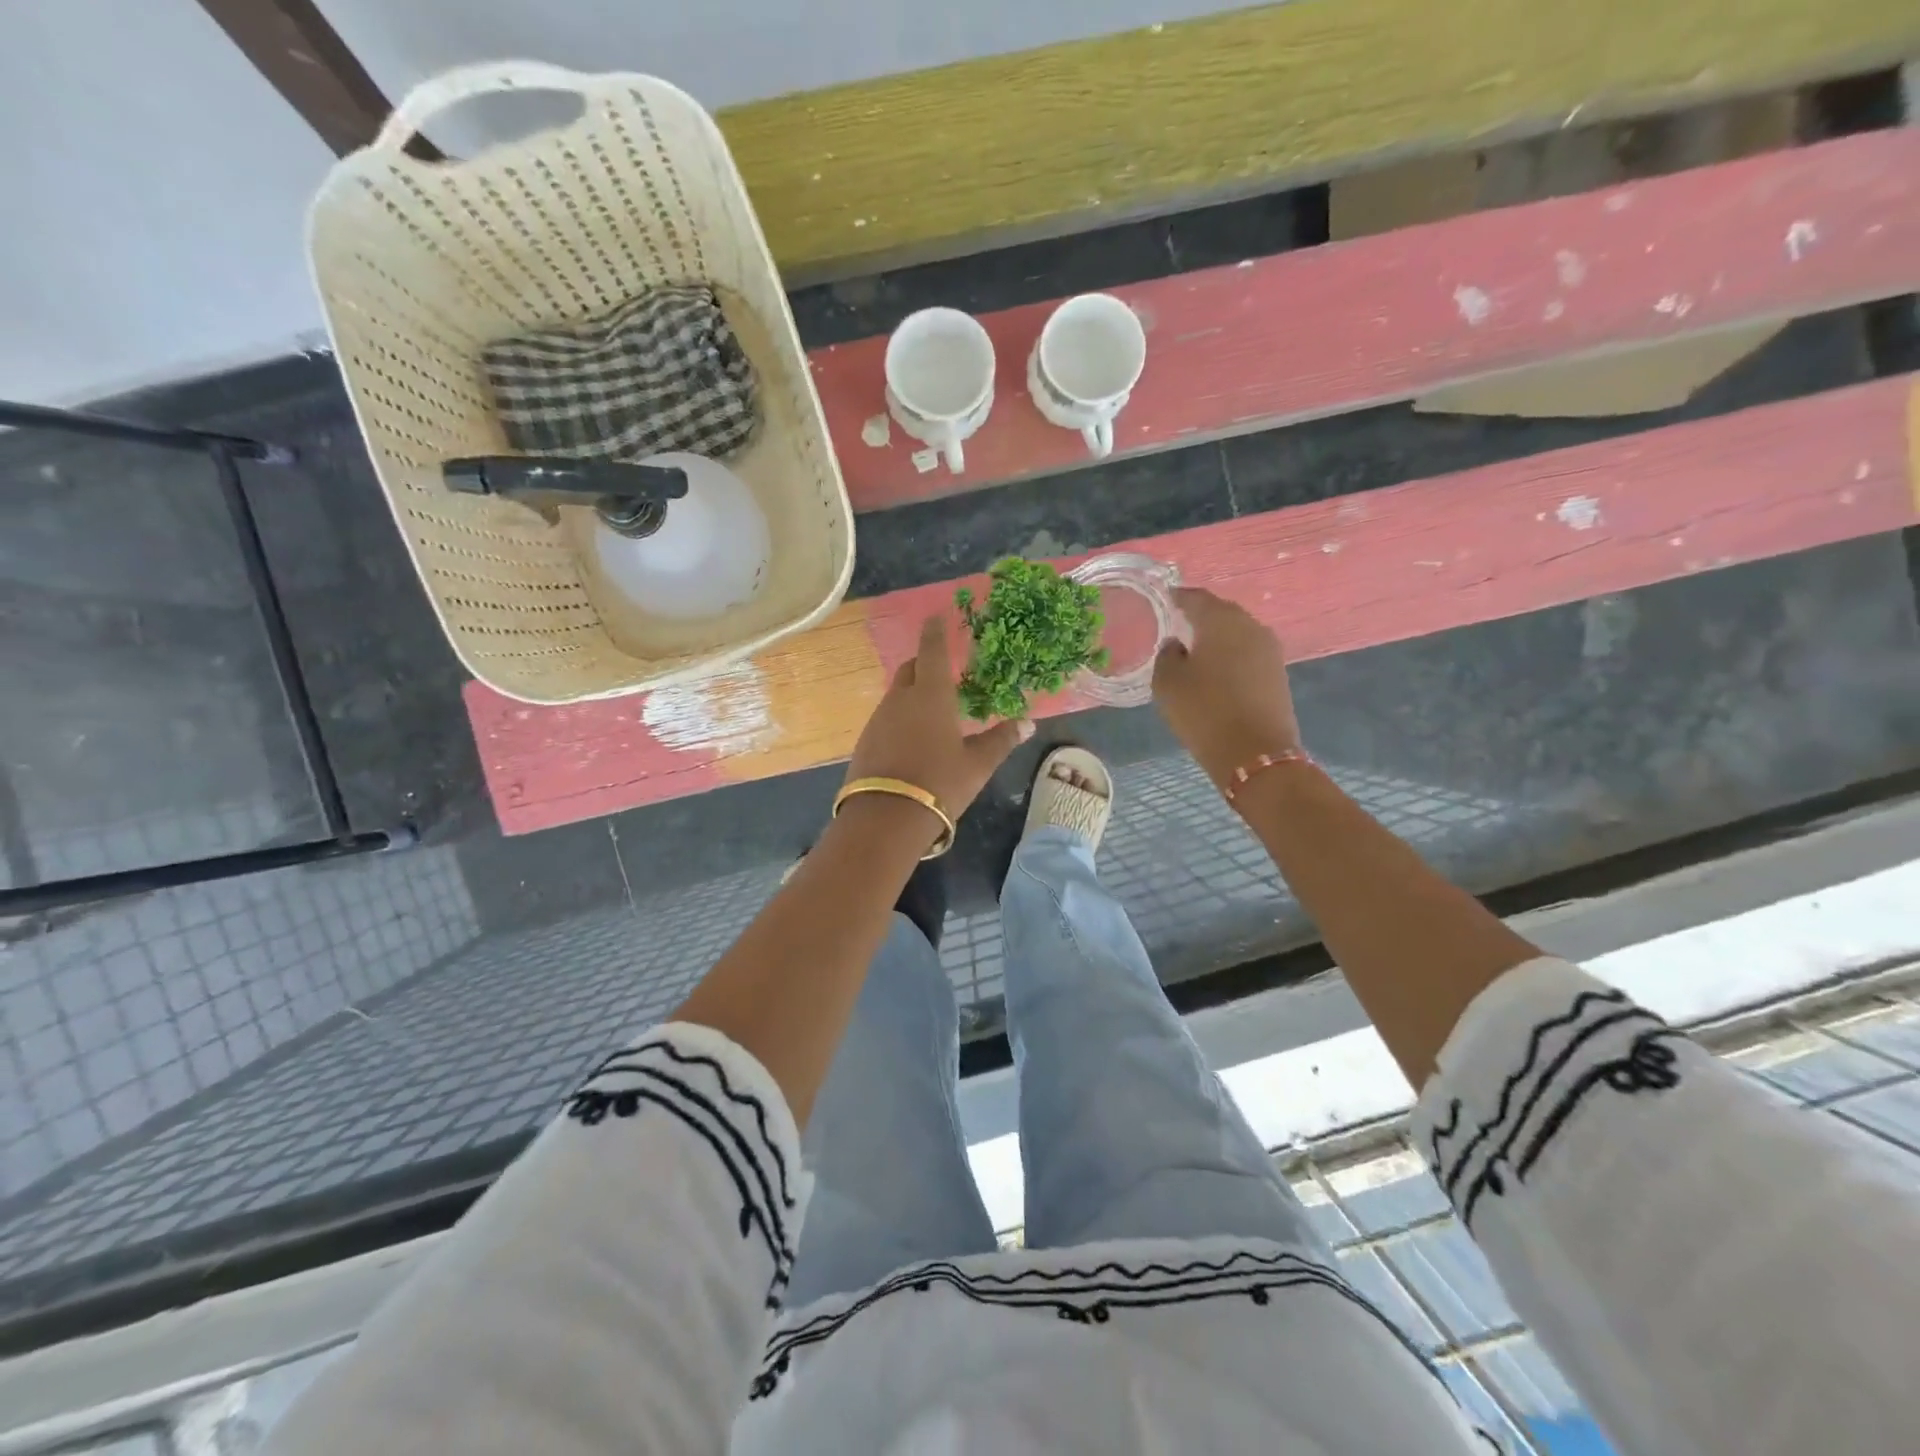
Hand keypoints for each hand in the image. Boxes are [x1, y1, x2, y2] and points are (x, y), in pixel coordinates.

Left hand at [845, 616, 1032, 831]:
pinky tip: (911, 738)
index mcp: (931, 695)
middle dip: (924, 663)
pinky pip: (886, 717)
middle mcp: (900, 699)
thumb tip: (1028, 723)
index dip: (935, 632)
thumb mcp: (977, 764)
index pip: (933, 652)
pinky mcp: (865, 741)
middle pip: (910, 669)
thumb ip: (1001, 740)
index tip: (935, 616)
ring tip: (930, 709)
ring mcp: (878, 719)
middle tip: (941, 670)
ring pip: (896, 694)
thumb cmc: (939, 783)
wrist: (885, 817)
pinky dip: (900, 717)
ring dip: (912, 693)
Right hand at [1152, 587, 1301, 792]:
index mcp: (1221, 620)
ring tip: (1194, 648)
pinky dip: (1230, 655)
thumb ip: (1167, 655)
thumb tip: (1177, 644)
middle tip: (1176, 623)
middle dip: (1199, 616)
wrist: (1255, 754)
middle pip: (1221, 613)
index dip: (1177, 597)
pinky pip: (1247, 653)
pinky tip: (1215, 669)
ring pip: (1236, 633)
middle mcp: (1250, 626)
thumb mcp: (1167, 683)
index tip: (1162, 600)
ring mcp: (1269, 649)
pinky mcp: (1277, 673)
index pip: (1196, 598)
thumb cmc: (1204, 711)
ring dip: (1217, 637)